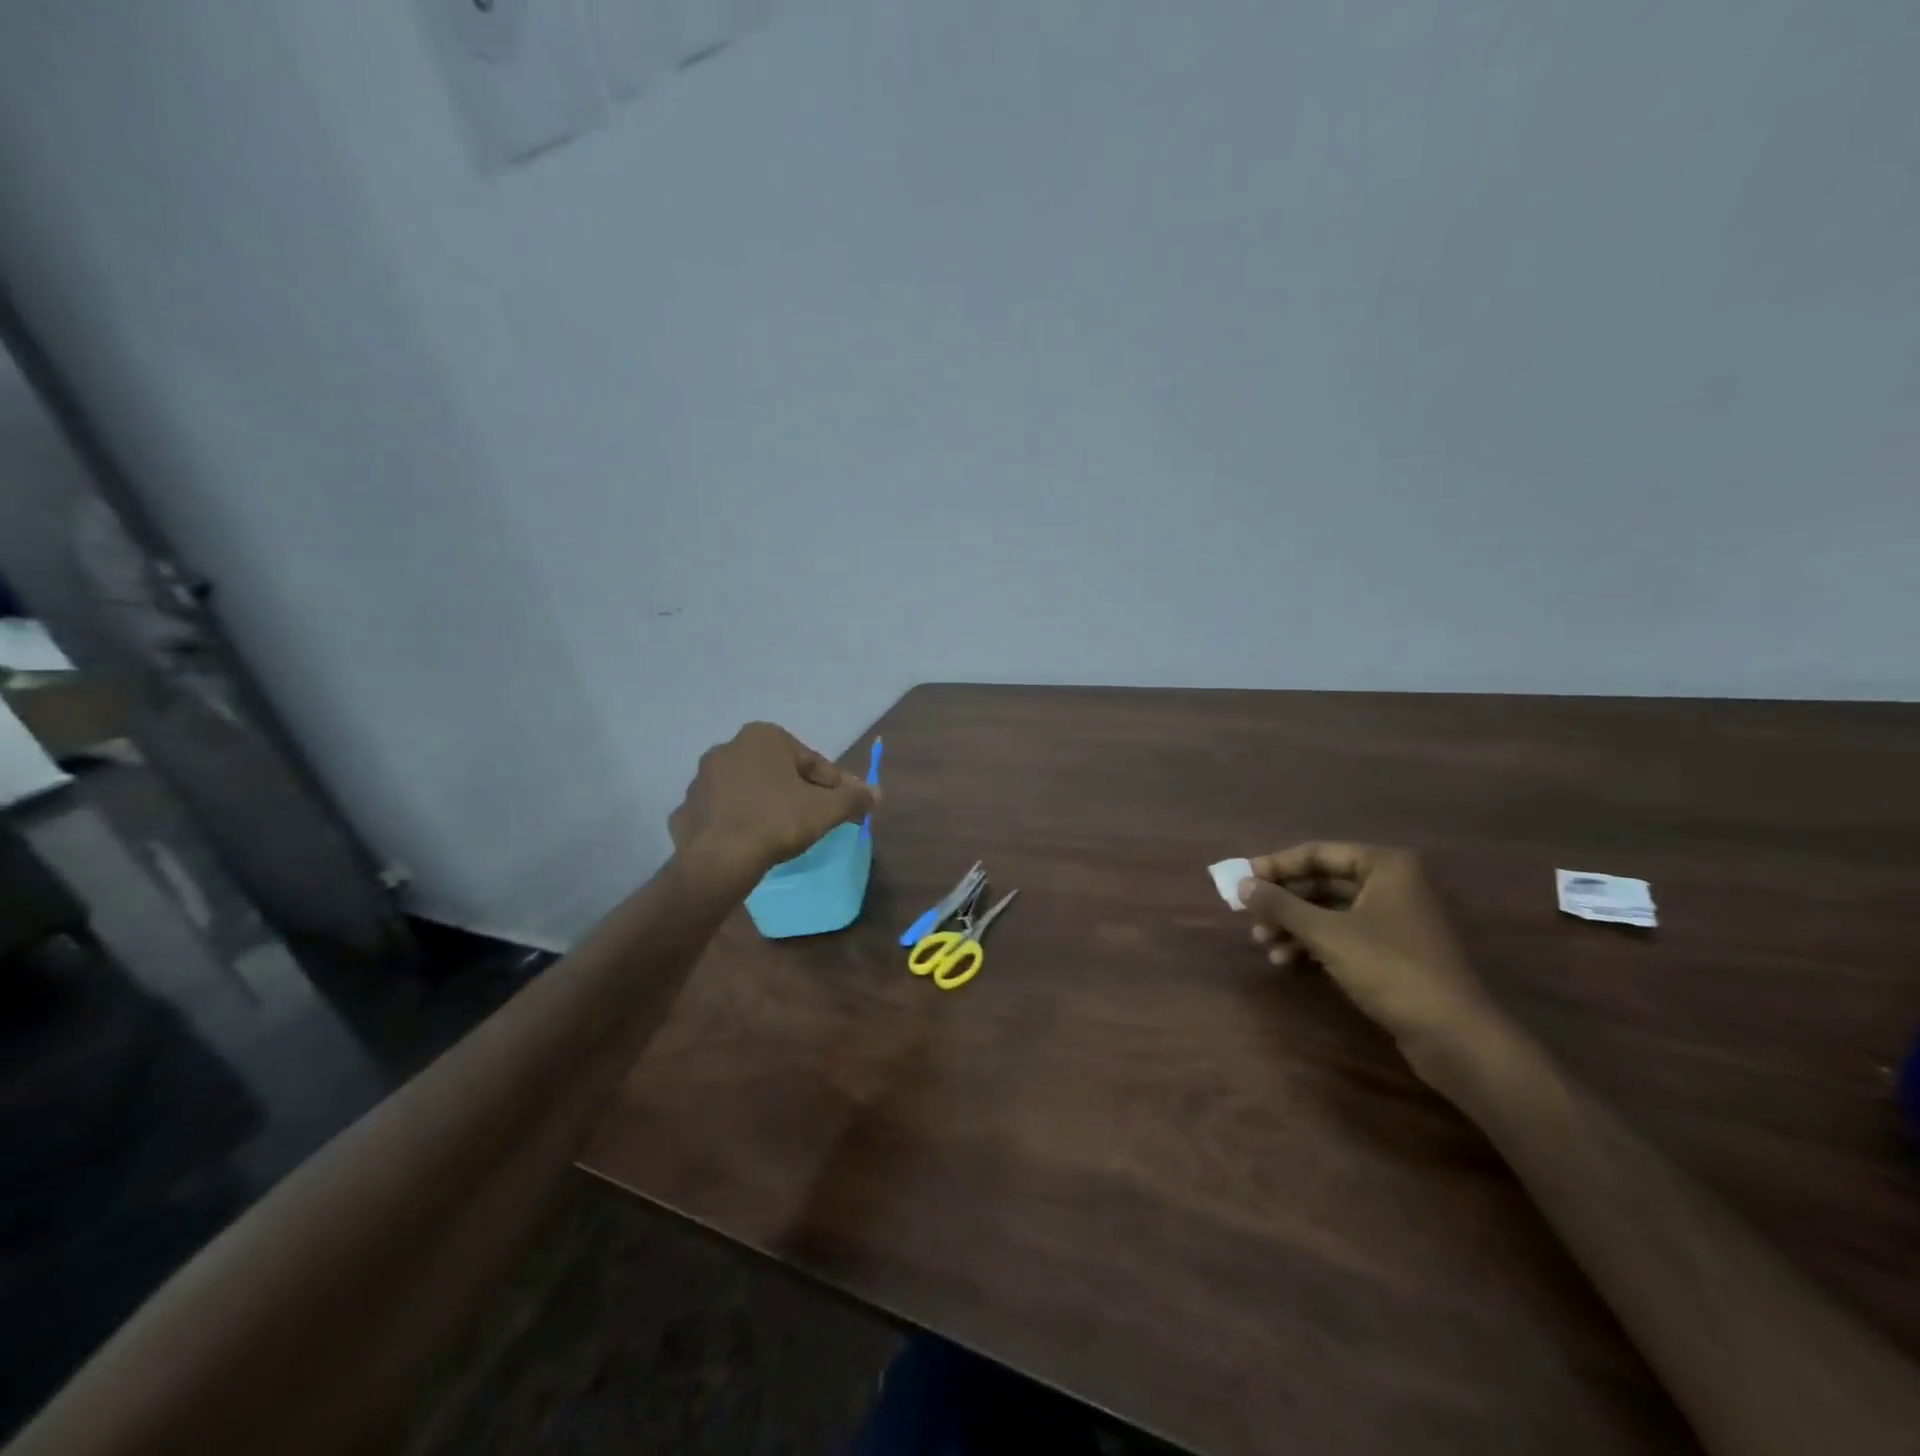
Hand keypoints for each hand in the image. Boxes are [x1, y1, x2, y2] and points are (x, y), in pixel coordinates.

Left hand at [669, 722, 876, 883]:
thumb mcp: (826, 809)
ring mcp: (702, 779)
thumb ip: (854, 797)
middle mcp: (728, 747)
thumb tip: (877, 792)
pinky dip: (740, 821)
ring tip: (783, 832)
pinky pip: (724, 811)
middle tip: (815, 818)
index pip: (811, 761)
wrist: (718, 860)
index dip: (833, 785)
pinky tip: (752, 841)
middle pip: (779, 772)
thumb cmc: (777, 821)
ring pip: (749, 790)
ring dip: (767, 804)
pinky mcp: (687, 808)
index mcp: (763, 736)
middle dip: (798, 791)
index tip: (844, 806)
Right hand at [1238, 844, 1515, 1077]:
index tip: (1240, 881)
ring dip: (1293, 926)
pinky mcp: (1394, 951)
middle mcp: (1392, 884)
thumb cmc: (1390, 969)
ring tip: (1263, 945)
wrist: (1454, 1036)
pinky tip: (1287, 962)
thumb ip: (1280, 904)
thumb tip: (1240, 884)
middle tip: (1248, 916)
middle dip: (1283, 902)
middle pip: (1322, 882)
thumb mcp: (1327, 933)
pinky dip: (1313, 944)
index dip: (1274, 866)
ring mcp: (1395, 919)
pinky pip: (1343, 935)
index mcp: (1385, 866)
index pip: (1316, 854)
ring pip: (1329, 911)